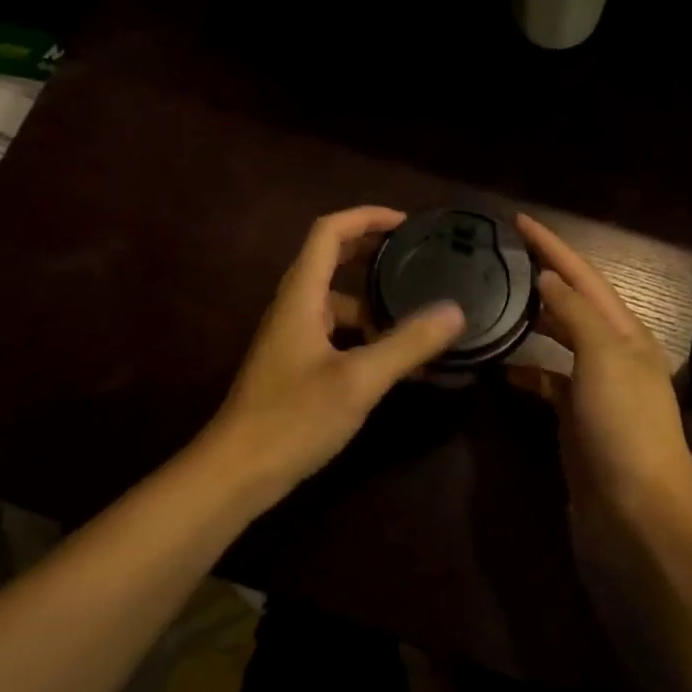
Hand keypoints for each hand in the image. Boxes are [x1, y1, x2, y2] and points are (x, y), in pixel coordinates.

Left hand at [204, 207, 465, 499]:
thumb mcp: (359, 380)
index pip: (329, 232)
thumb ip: (408, 343)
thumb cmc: (293, 418)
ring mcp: (293, 338)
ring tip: (420, 316)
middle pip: (332, 260)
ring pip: (338, 303)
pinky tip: (397, 361)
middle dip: (374, 253)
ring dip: (375, 302)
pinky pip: (338, 334)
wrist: (235, 475)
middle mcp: (294, 308)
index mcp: (301, 296)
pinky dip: (367, 336)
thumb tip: (455, 311)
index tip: (406, 223)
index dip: (366, 217)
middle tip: (418, 258)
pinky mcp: (297, 366)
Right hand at [514, 214, 691, 521]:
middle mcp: (613, 355)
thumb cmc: (625, 426)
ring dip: (533, 321)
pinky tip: (501, 369)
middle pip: (573, 303)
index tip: (519, 220)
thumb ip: (575, 314)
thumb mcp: (605, 358)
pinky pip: (547, 383)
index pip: (583, 276)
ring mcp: (594, 390)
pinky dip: (526, 371)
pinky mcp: (576, 422)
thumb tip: (548, 277)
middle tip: (501, 257)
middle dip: (542, 276)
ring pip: (558, 342)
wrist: (638, 513)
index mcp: (625, 333)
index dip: (553, 246)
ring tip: (496, 303)